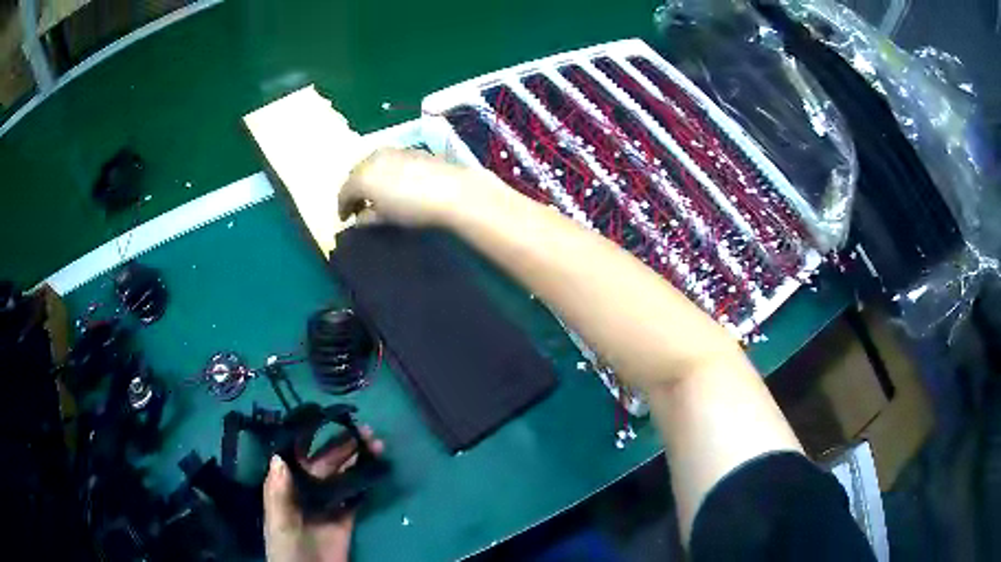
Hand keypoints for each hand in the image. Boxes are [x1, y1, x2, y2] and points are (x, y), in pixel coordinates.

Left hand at [263, 427, 384, 561]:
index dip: (311, 436)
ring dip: (358, 461)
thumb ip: (278, 493)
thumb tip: (279, 457)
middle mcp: (306, 491)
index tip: (328, 417)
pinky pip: (355, 497)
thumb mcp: (278, 521)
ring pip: (343, 477)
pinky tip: (376, 469)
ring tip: (376, 445)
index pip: (297, 455)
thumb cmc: (286, 547)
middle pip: (326, 463)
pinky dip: (364, 483)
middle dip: (343, 445)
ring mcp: (327, 505)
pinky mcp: (345, 520)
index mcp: (286, 486)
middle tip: (365, 430)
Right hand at [338, 148, 483, 226]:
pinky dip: (385, 171)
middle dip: (355, 190)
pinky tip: (394, 183)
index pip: (344, 192)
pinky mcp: (409, 149)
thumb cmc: (413, 208)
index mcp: (362, 177)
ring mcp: (392, 150)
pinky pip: (388, 160)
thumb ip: (367, 217)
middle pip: (356, 174)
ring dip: (370, 178)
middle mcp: (373, 158)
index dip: (343, 207)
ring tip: (376, 194)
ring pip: (372, 164)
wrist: (452, 191)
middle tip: (359, 206)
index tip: (345, 218)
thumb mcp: (386, 218)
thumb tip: (359, 218)